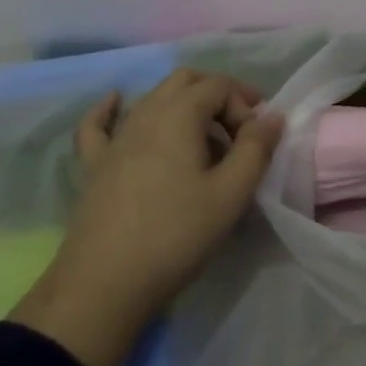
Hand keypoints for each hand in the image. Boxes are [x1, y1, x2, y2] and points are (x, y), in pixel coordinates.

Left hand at [9, 69, 282, 365]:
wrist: (104, 284)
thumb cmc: (175, 235)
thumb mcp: (230, 195)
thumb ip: (255, 150)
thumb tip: (272, 116)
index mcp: (179, 113)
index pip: (219, 86)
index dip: (244, 106)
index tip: (256, 142)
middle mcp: (145, 113)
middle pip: (185, 81)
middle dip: (217, 95)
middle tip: (238, 130)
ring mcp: (115, 137)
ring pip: (152, 98)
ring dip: (183, 106)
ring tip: (203, 140)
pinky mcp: (93, 164)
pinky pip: (99, 123)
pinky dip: (111, 108)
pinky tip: (115, 102)